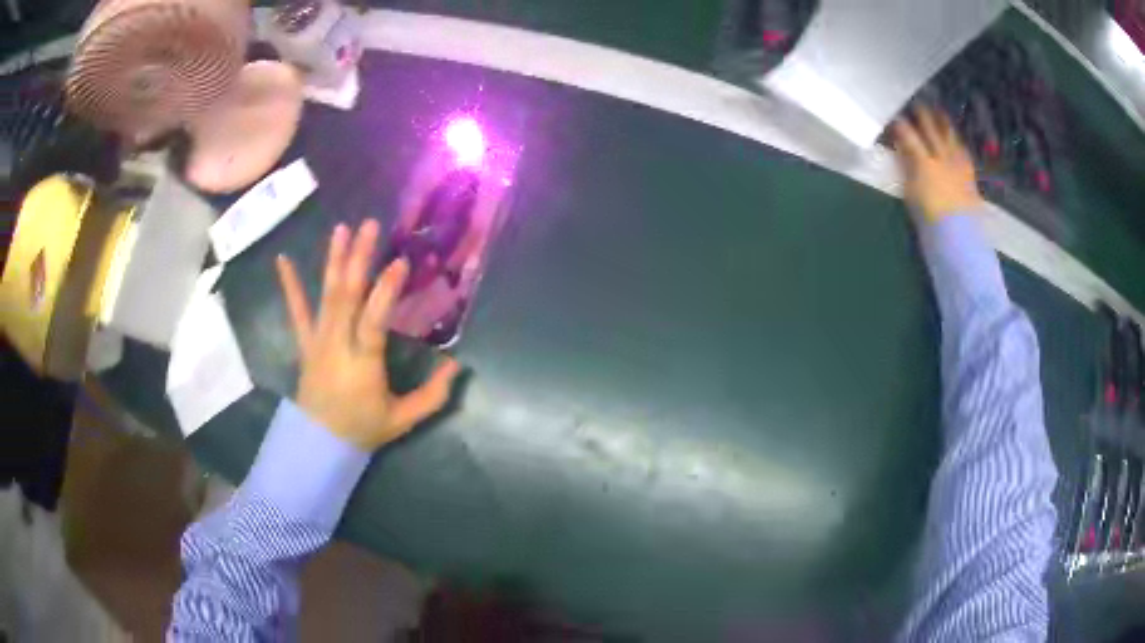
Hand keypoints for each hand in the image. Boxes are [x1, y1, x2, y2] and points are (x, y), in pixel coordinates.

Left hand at [275, 220, 460, 450]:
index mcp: (362, 363)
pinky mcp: (305, 343)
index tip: (400, 261)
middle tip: (370, 225)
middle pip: (347, 297)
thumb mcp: (402, 419)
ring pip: (326, 296)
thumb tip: (457, 366)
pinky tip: (282, 259)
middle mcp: (337, 345)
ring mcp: (318, 341)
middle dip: (358, 259)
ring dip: (334, 261)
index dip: (386, 292)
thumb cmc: (362, 429)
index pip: (373, 322)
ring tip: (342, 228)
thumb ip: (432, 395)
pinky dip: (289, 285)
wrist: (319, 444)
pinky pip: (296, 311)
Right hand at [892, 106, 983, 223]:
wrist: (960, 239)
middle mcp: (942, 157)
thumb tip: (903, 152)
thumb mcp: (911, 194)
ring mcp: (958, 164)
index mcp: (924, 162)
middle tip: (916, 103)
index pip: (908, 135)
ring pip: (950, 135)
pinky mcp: (969, 174)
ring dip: (943, 122)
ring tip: (938, 111)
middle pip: (931, 129)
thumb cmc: (930, 219)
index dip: (900, 124)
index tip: (893, 116)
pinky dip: (957, 142)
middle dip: (922, 114)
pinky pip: (962, 150)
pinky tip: (955, 140)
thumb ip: (908, 169)